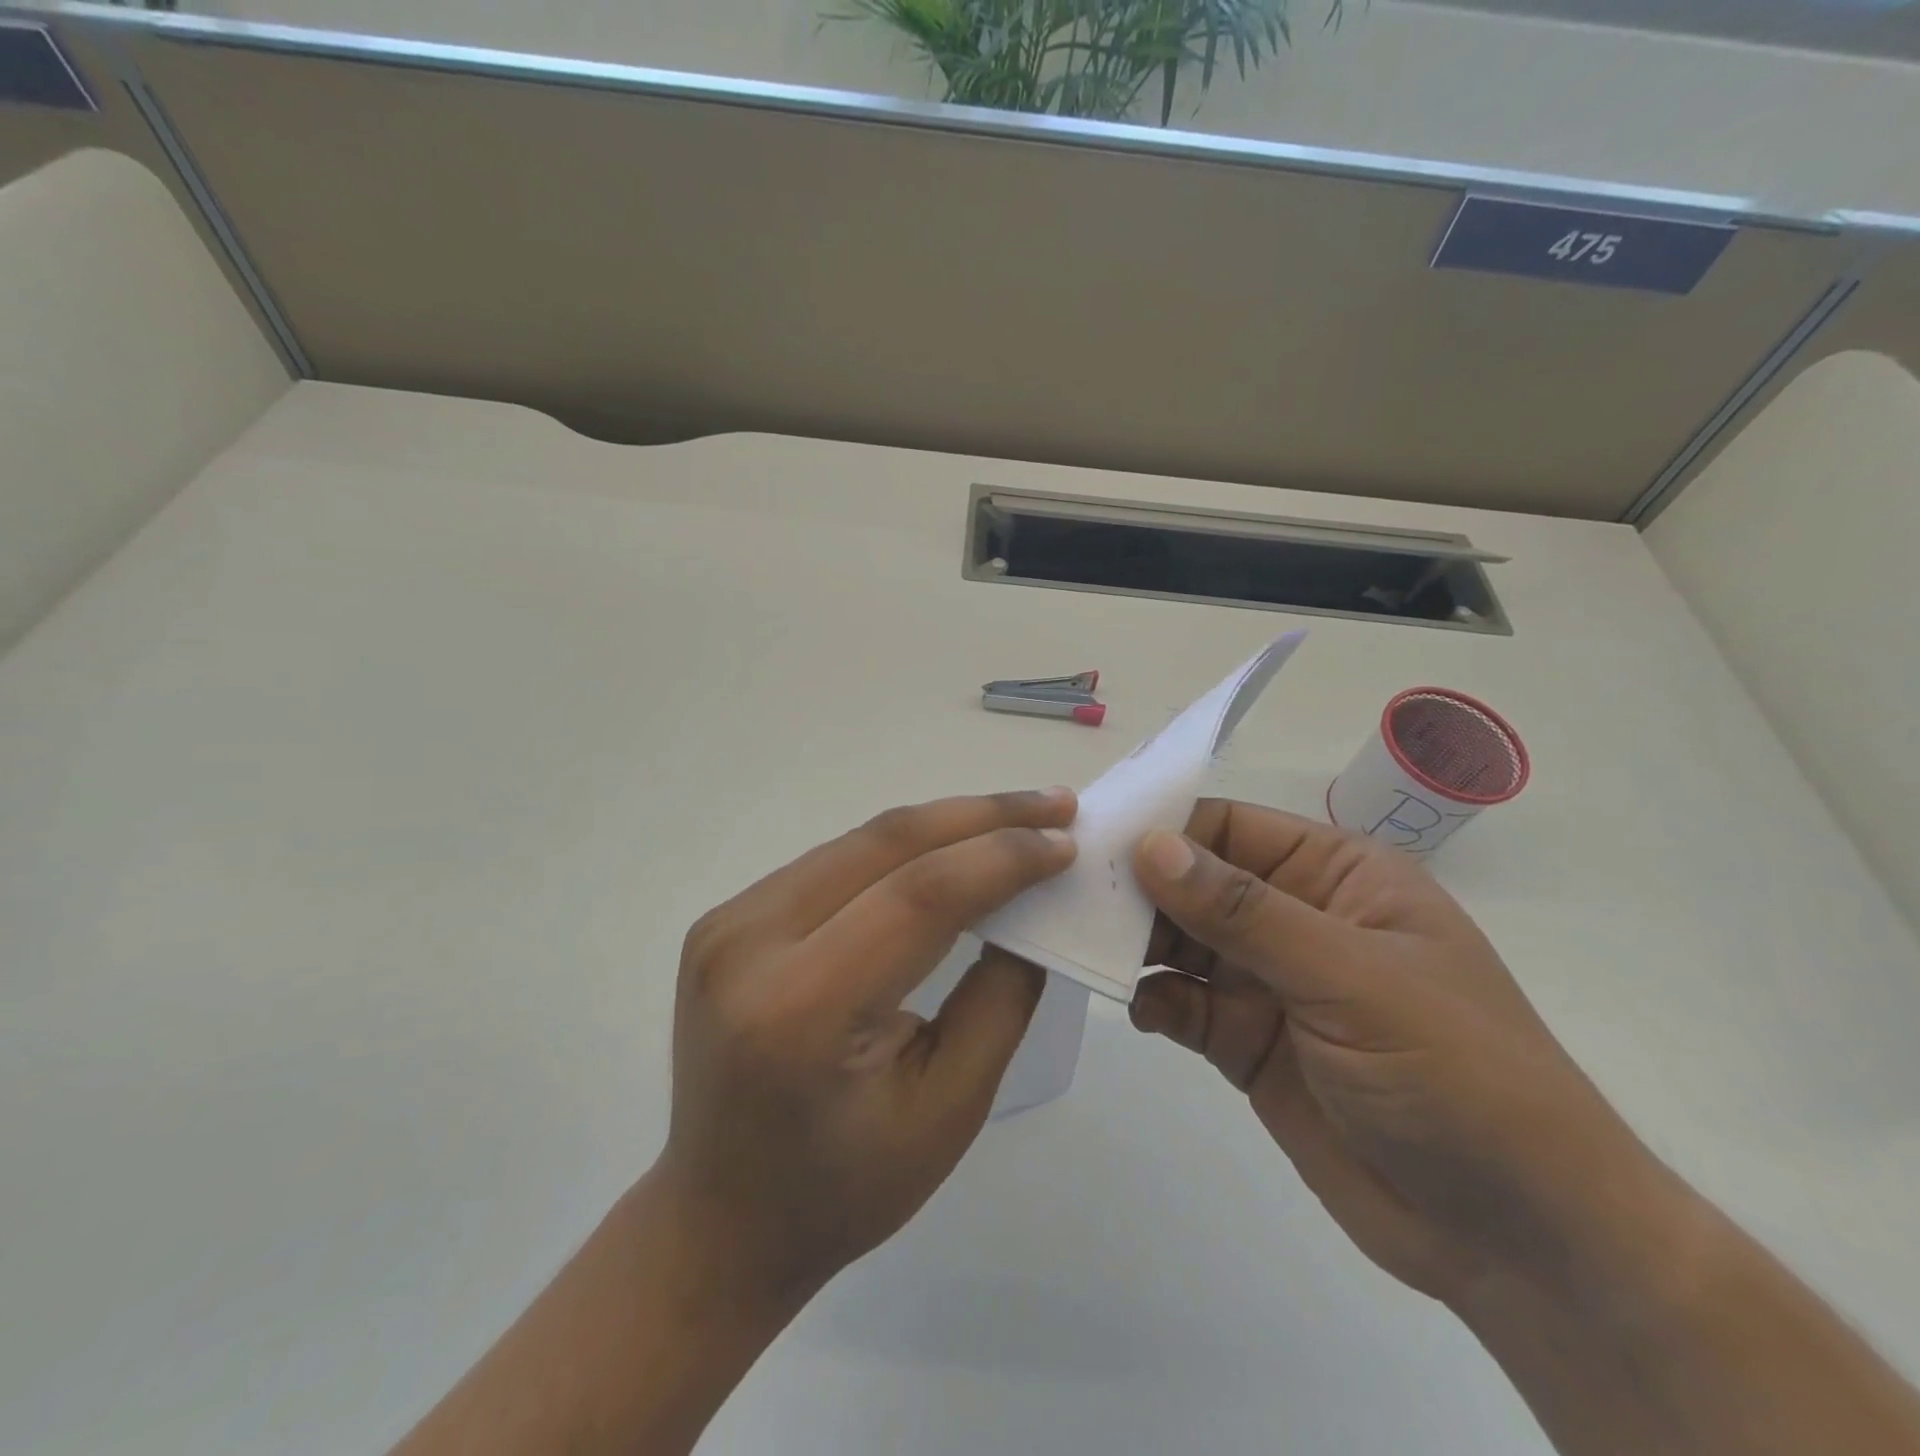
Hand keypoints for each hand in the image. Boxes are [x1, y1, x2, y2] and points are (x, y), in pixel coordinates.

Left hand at [657, 787, 1077, 1305]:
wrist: (719, 1218)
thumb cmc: (844, 1189)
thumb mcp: (949, 1109)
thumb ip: (1000, 997)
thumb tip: (1034, 903)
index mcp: (801, 1009)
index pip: (919, 895)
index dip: (1001, 857)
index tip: (1066, 840)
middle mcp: (749, 945)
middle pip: (885, 844)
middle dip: (981, 815)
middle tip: (1055, 804)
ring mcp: (727, 924)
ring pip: (859, 841)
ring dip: (944, 823)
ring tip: (1015, 818)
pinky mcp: (726, 918)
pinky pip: (832, 862)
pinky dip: (900, 847)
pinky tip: (949, 847)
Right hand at [1130, 801, 1691, 1310]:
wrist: (1516, 1239)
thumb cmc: (1454, 1073)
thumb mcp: (1350, 978)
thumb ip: (1243, 912)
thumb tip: (1150, 846)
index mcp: (1335, 876)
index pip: (1229, 828)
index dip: (1164, 829)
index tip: (1094, 840)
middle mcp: (1294, 918)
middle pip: (1194, 884)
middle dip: (1138, 889)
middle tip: (1070, 895)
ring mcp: (1268, 984)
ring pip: (1180, 943)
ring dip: (1136, 944)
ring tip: (1085, 946)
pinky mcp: (1247, 1042)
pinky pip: (1183, 1005)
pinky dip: (1154, 1002)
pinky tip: (1139, 1010)